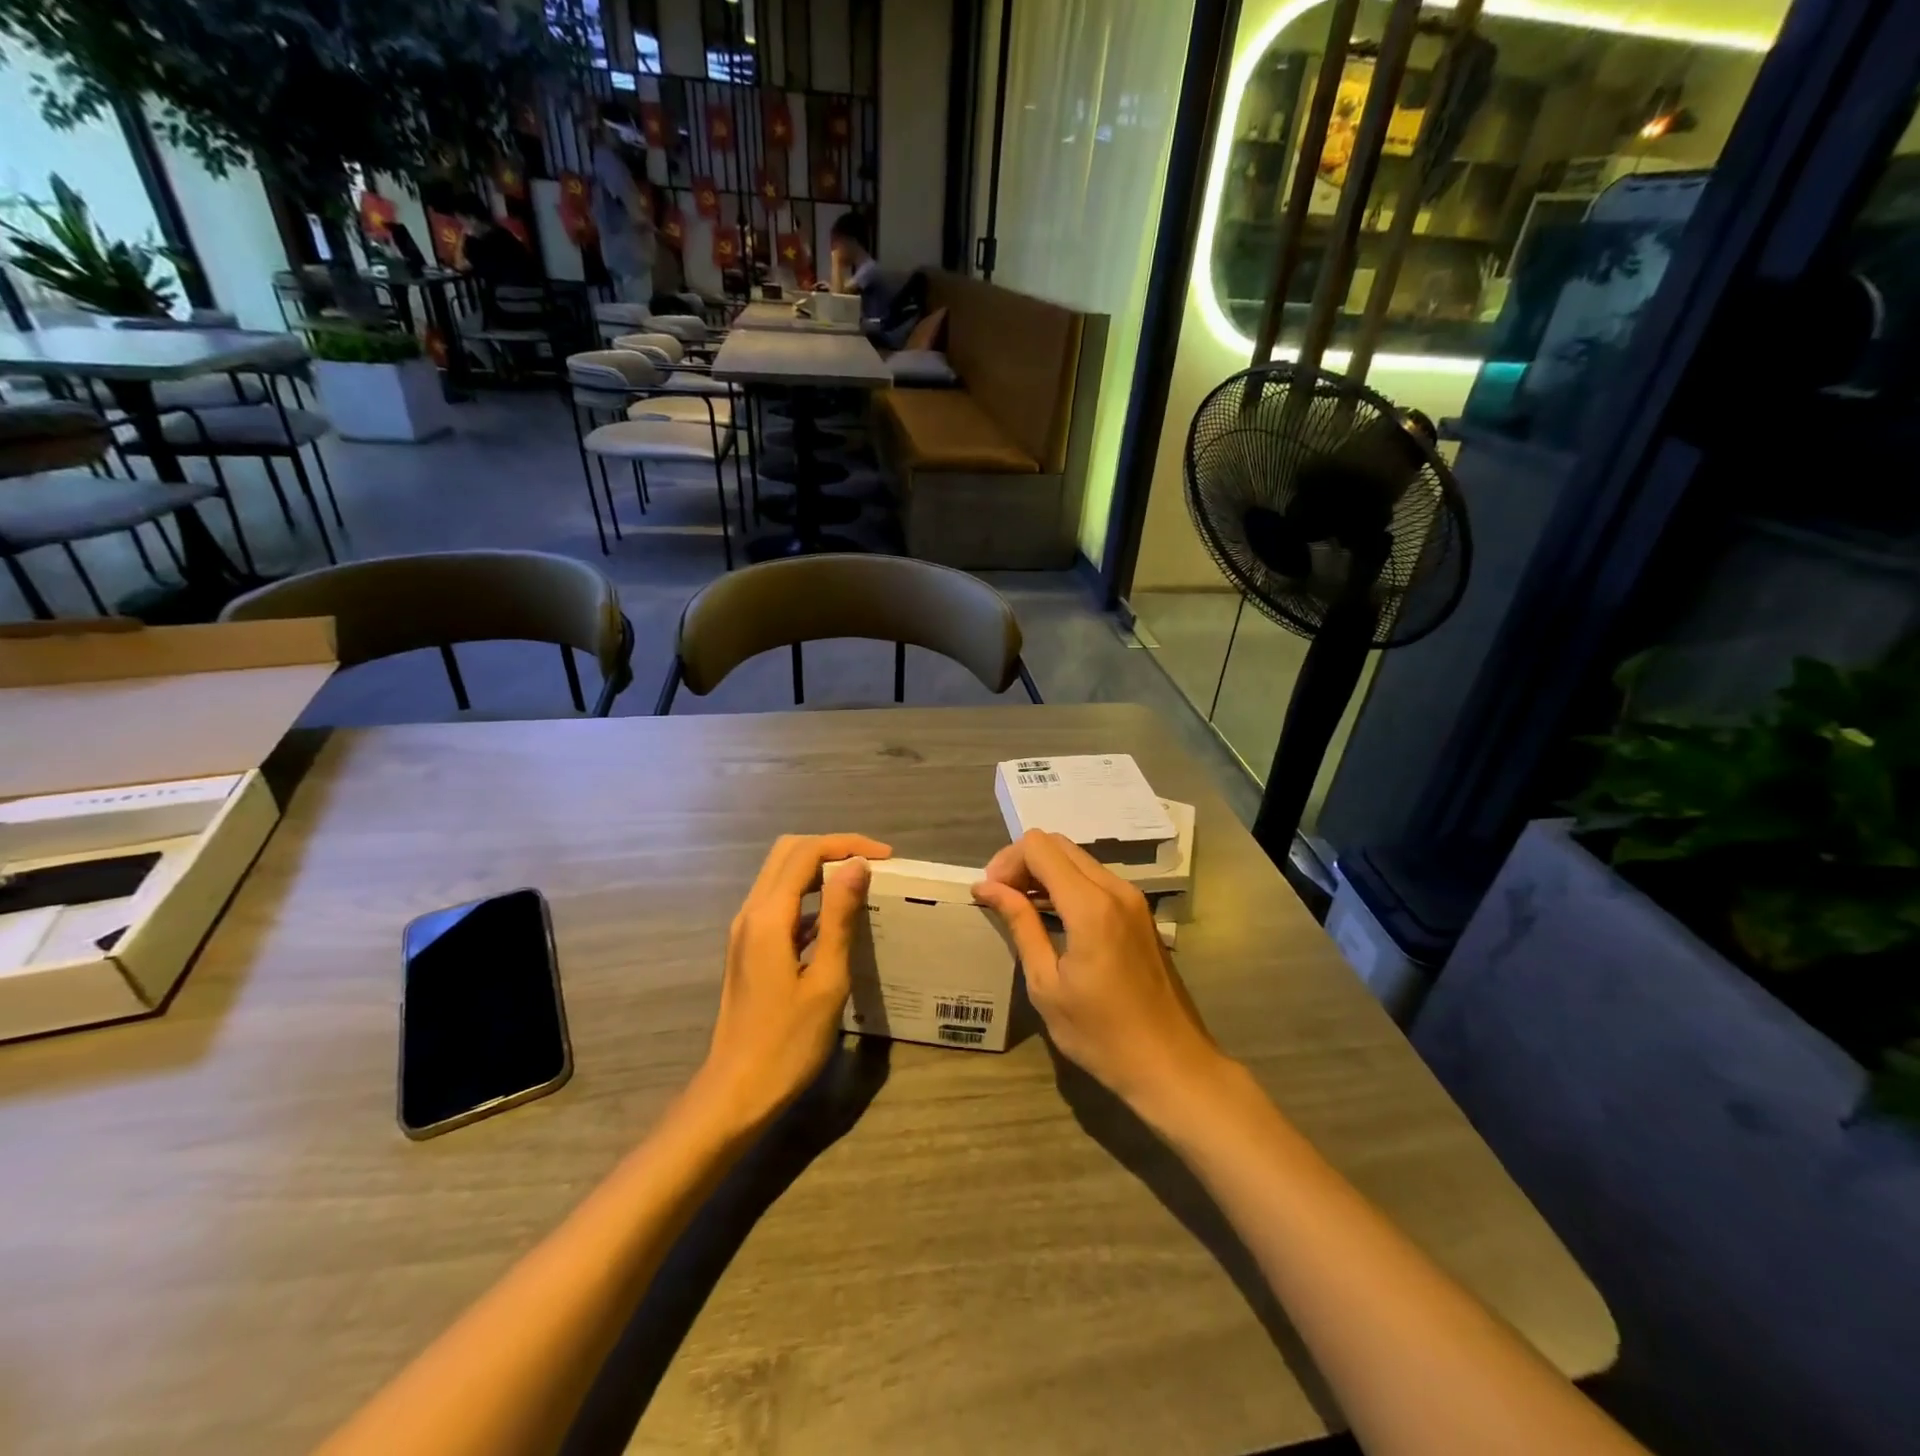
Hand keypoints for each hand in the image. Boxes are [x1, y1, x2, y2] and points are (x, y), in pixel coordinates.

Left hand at [695, 833, 890, 1129]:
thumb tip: (857, 866)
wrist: (737, 1091)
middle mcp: (751, 913)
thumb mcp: (826, 981)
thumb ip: (839, 918)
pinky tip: (836, 920)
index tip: (886, 858)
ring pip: (781, 875)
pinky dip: (808, 894)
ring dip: (819, 869)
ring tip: (860, 885)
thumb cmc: (788, 1042)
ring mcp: (746, 930)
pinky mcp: (749, 947)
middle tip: (873, 865)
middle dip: (832, 848)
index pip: (806, 853)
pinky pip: (779, 901)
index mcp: (768, 917)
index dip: (847, 845)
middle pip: (788, 853)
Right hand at [973, 831, 1224, 1113]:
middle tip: (1001, 898)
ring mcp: (1133, 899)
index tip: (989, 893)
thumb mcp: (1046, 984)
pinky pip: (1095, 878)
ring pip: (1078, 859)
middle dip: (1023, 862)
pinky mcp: (1140, 912)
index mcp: (1091, 905)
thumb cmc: (1101, 1034)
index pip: (1039, 847)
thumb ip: (1020, 924)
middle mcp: (1115, 889)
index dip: (1007, 862)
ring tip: (1020, 907)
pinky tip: (1052, 916)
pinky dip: (1067, 884)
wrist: (1171, 1065)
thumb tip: (987, 887)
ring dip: (1045, 872)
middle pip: (1059, 844)